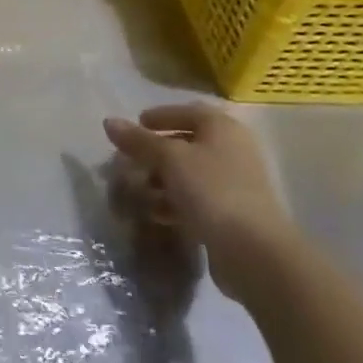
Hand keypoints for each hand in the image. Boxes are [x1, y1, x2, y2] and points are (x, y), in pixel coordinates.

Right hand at [103, 102, 292, 303]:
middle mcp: (232, 150)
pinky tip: (157, 214)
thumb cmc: (211, 190)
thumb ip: (138, 140)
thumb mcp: (169, 159)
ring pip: (188, 174)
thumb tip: (109, 121)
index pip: (187, 112)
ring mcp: (233, 183)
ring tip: (138, 192)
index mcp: (222, 128)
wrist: (253, 250)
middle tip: (129, 161)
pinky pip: (195, 199)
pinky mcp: (230, 212)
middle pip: (186, 144)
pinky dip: (174, 202)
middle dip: (154, 153)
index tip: (136, 125)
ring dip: (160, 181)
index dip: (161, 115)